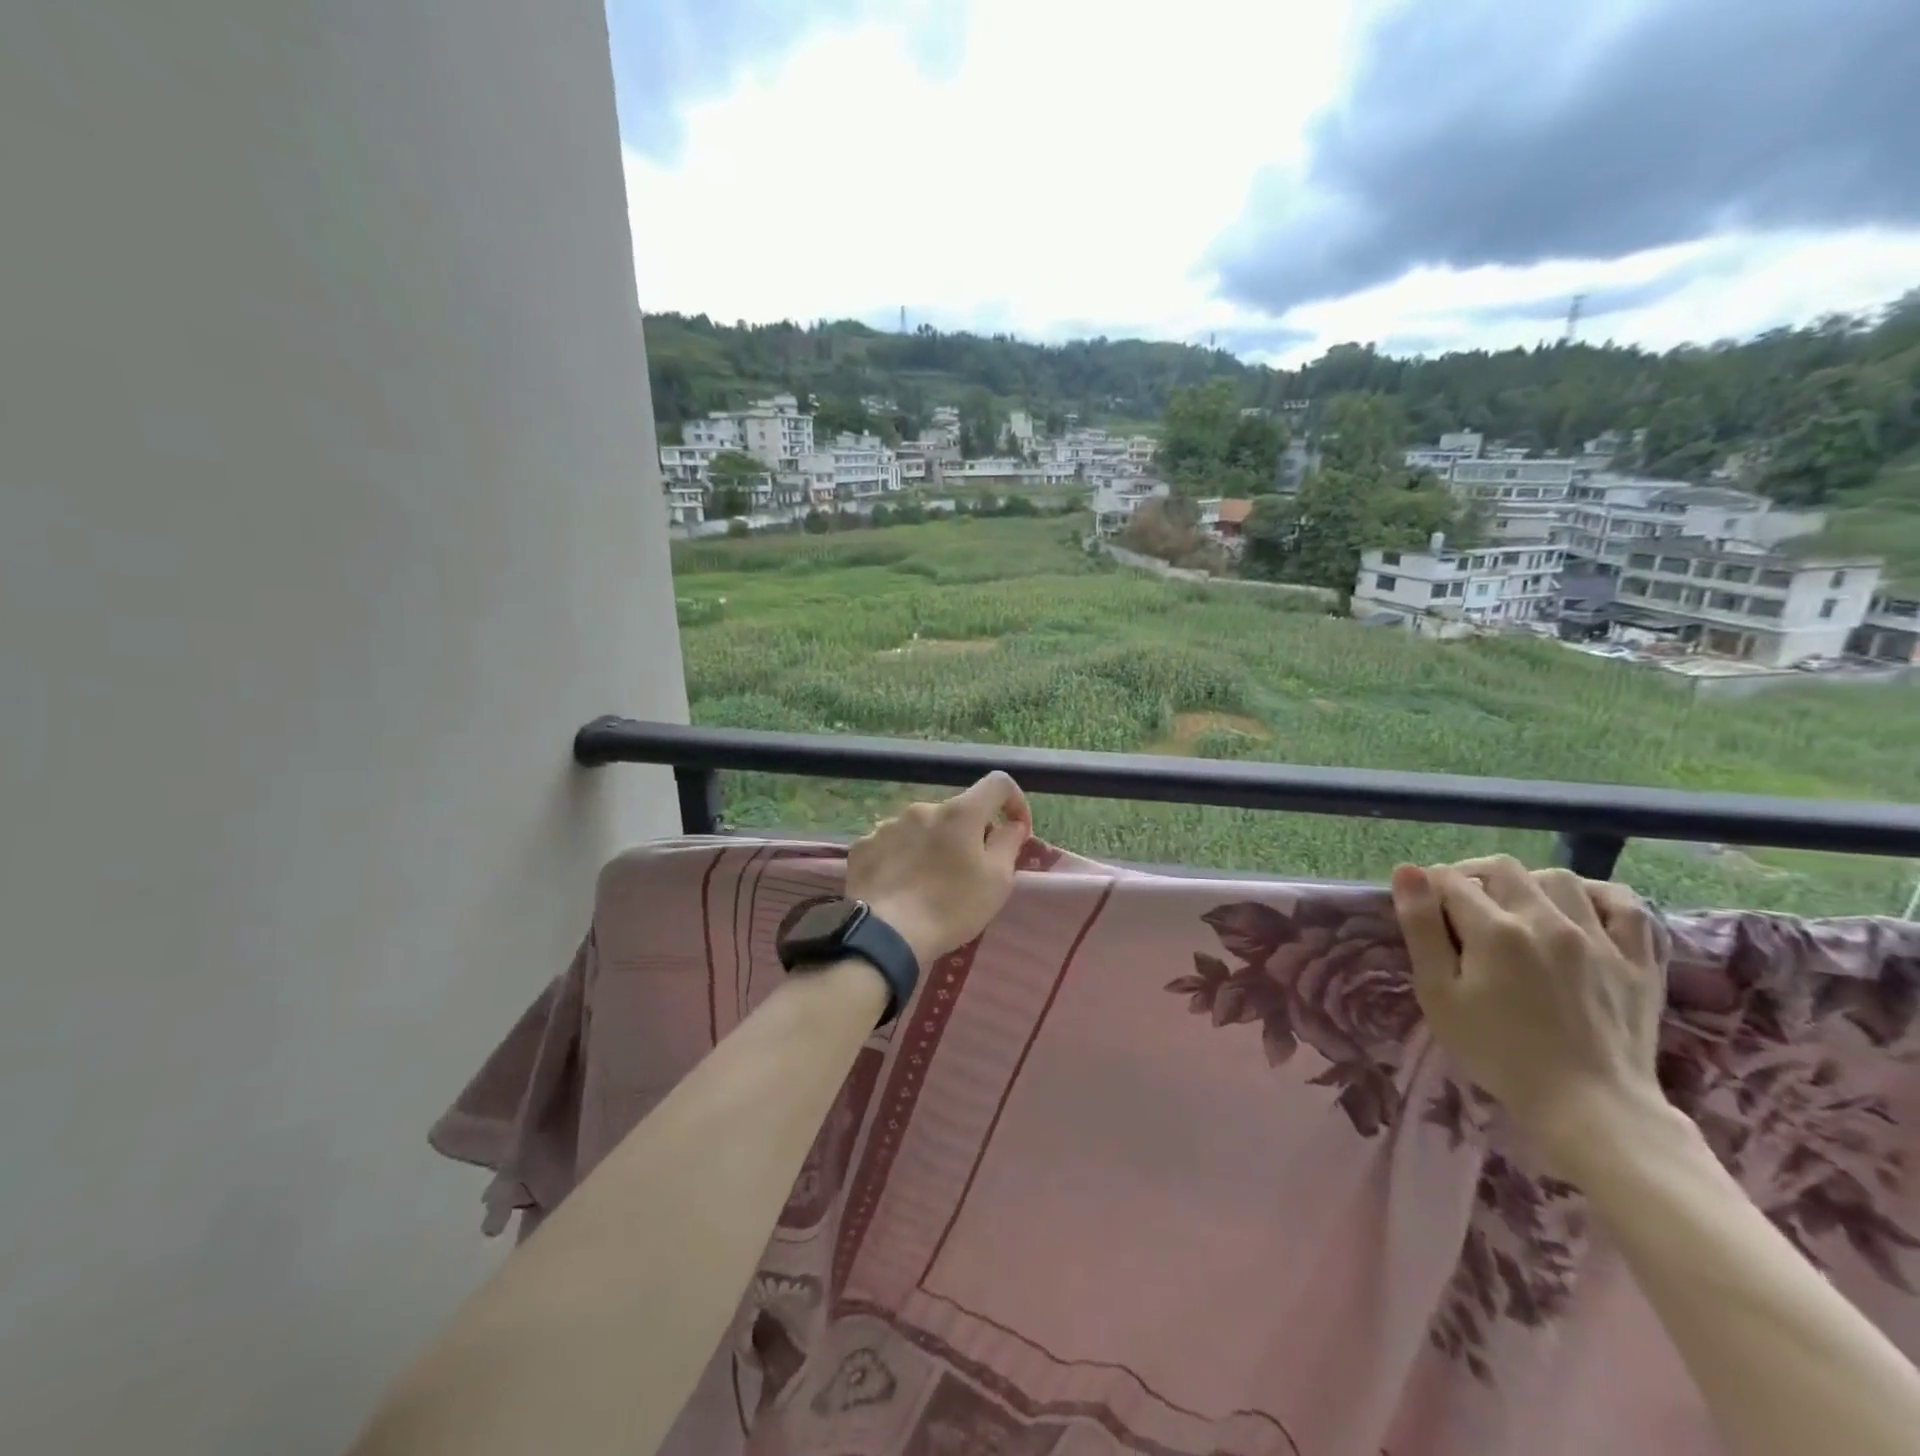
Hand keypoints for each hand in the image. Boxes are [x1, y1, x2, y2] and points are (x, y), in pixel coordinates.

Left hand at [847, 773, 1032, 966]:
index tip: (1016, 830)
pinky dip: (902, 859)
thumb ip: (1009, 843)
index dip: (1013, 802)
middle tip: (969, 871)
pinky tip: (901, 887)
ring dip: (933, 846)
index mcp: (960, 812)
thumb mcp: (997, 881)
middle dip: (968, 834)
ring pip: (922, 829)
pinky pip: (892, 845)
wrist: (883, 935)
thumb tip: (1012, 824)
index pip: (997, 784)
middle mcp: (922, 809)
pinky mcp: (863, 846)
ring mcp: (888, 826)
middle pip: (956, 812)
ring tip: (930, 883)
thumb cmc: (951, 907)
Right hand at [1390, 855, 1667, 1168]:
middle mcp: (1547, 920)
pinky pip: (1626, 905)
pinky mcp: (1639, 960)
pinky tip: (1580, 908)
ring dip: (1529, 883)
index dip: (1431, 888)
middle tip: (1462, 906)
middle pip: (1502, 870)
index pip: (1451, 880)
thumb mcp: (1438, 994)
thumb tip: (1408, 872)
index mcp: (1495, 930)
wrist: (1589, 1106)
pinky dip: (1598, 895)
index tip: (1427, 909)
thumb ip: (1421, 928)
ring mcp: (1600, 937)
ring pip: (1559, 878)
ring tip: (1516, 907)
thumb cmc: (1497, 1051)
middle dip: (1473, 877)